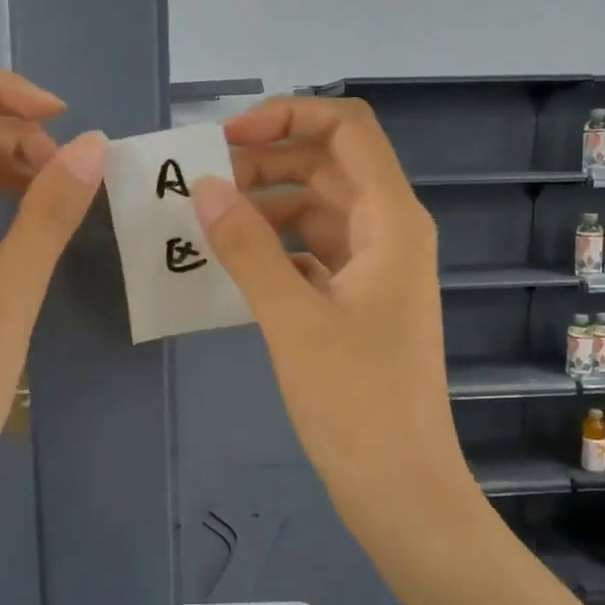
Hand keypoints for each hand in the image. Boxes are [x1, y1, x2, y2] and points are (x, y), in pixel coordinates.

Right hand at [191, 97, 469, 510]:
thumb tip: (205, 186)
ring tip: (208, 221)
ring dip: (266, 205)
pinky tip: (233, 261)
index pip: (346, 129)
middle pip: (327, 165)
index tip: (227, 139)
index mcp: (390, 220)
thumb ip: (247, 246)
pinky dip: (274, 246)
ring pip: (317, 209)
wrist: (400, 488)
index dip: (288, 116)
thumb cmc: (355, 401)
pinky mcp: (357, 300)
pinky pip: (312, 251)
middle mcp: (388, 231)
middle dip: (266, 161)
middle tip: (204, 184)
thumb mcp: (292, 318)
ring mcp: (374, 267)